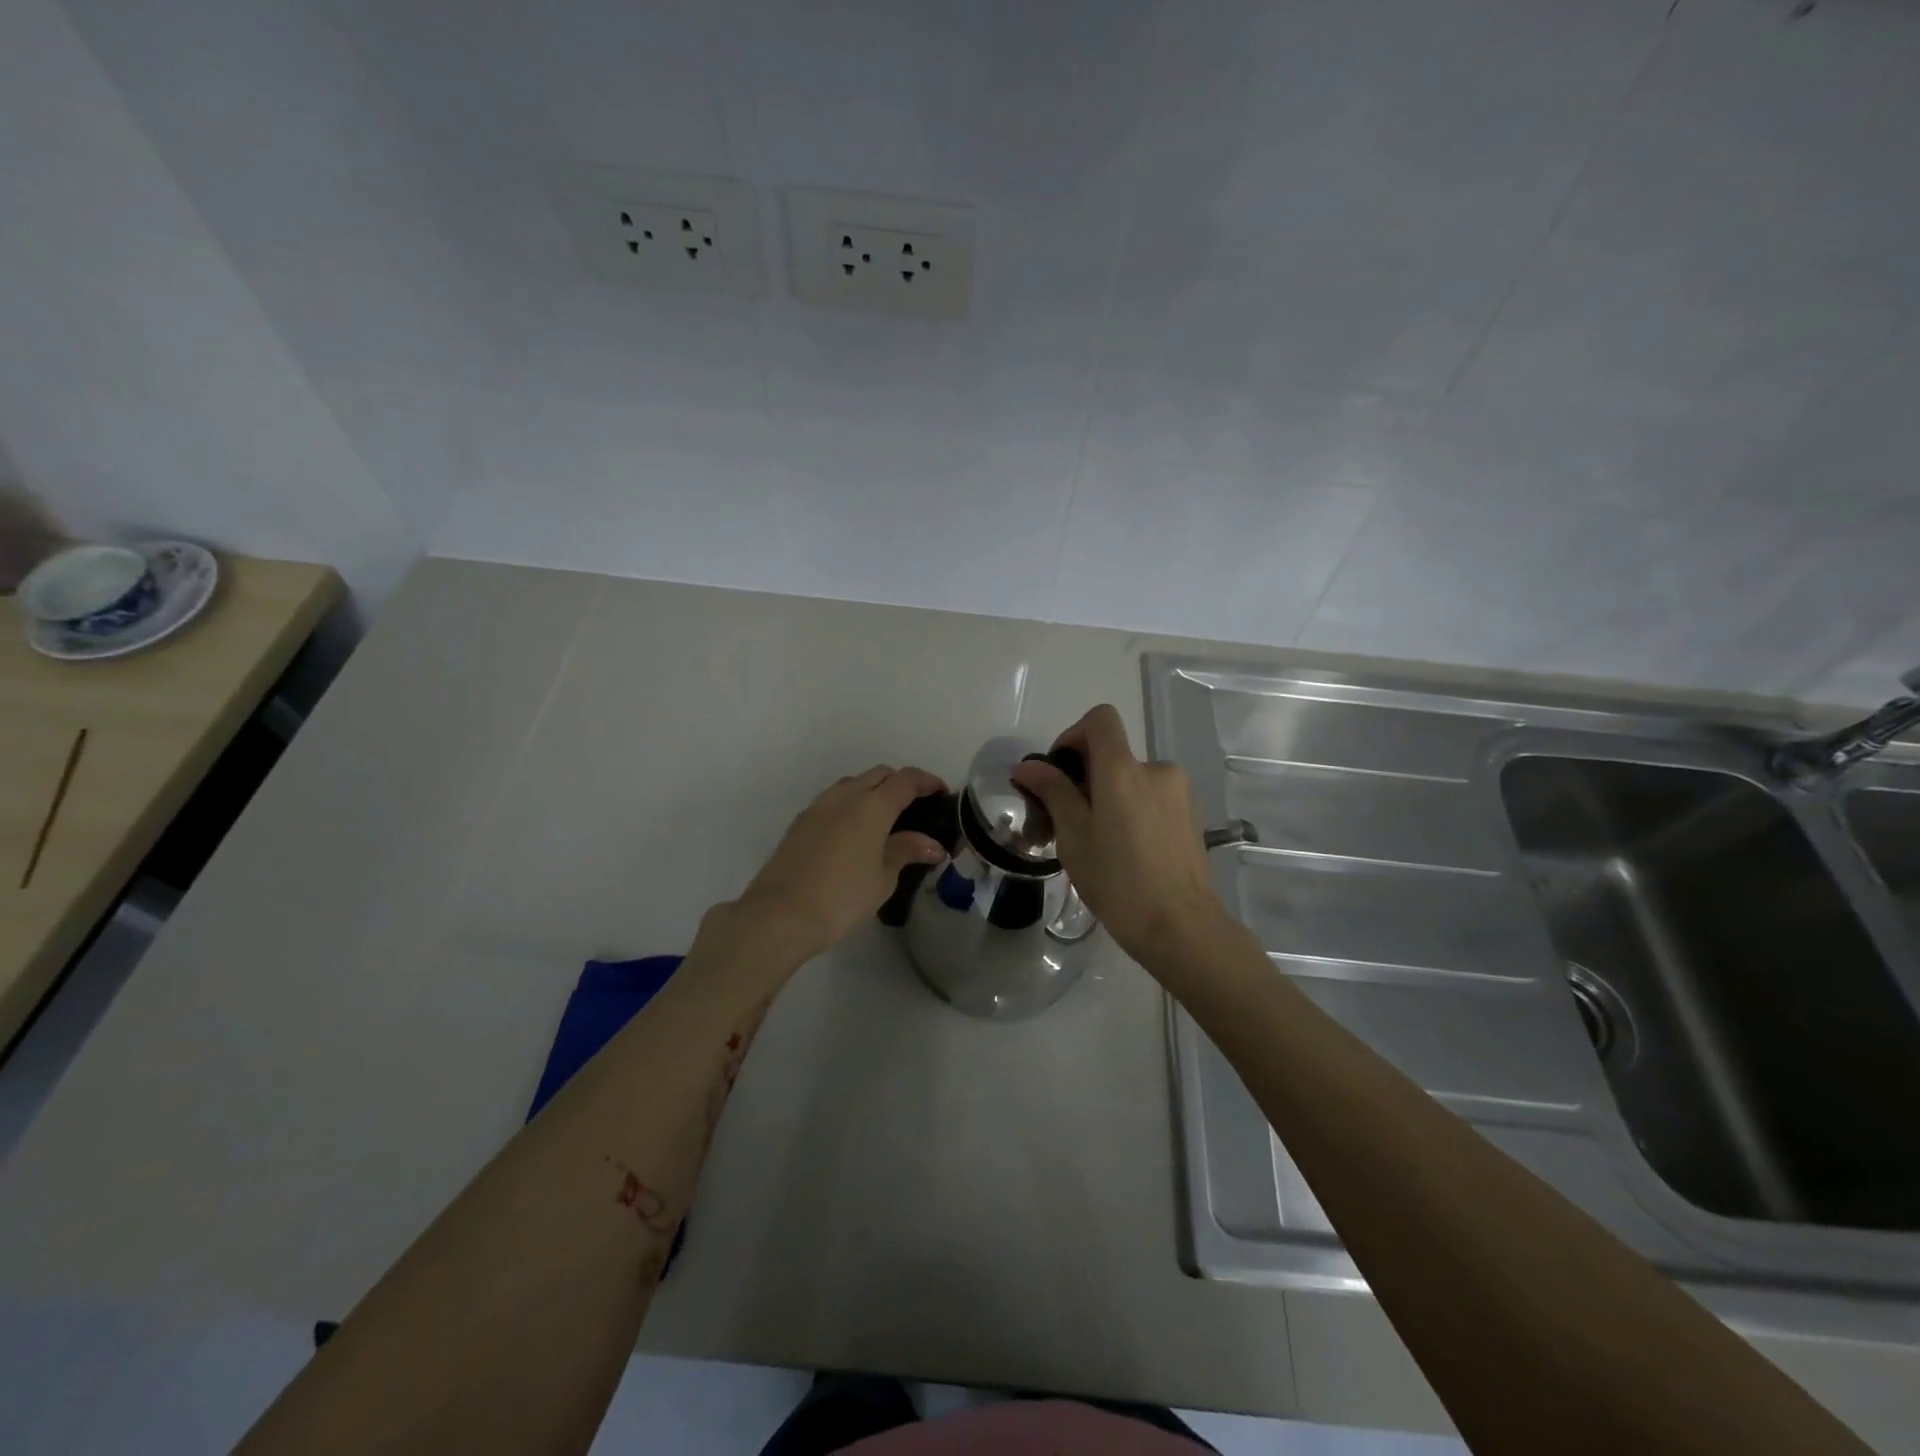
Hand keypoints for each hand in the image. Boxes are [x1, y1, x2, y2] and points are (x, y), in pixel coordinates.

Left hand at [729, 765, 947, 965]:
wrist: (780, 915)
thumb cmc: (842, 897)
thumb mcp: (883, 877)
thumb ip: (907, 851)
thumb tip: (933, 845)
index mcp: (872, 805)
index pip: (906, 780)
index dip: (927, 781)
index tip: (941, 793)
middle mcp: (845, 796)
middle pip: (879, 775)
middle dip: (900, 783)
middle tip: (916, 807)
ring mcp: (818, 807)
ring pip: (853, 784)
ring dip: (873, 791)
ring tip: (886, 819)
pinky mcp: (800, 822)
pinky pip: (833, 800)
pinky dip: (851, 805)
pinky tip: (855, 833)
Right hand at [1010, 705, 1229, 962]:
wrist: (1181, 927)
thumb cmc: (1118, 880)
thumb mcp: (1074, 836)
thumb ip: (1052, 791)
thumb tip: (1027, 766)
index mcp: (1123, 769)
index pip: (1100, 719)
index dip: (1073, 734)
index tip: (1059, 772)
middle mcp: (1155, 769)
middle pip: (1113, 753)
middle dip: (1085, 777)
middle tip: (1066, 820)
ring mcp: (1179, 792)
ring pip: (1131, 780)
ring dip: (1109, 796)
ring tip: (1096, 842)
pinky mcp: (1191, 815)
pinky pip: (1151, 798)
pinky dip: (1131, 810)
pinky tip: (1125, 851)